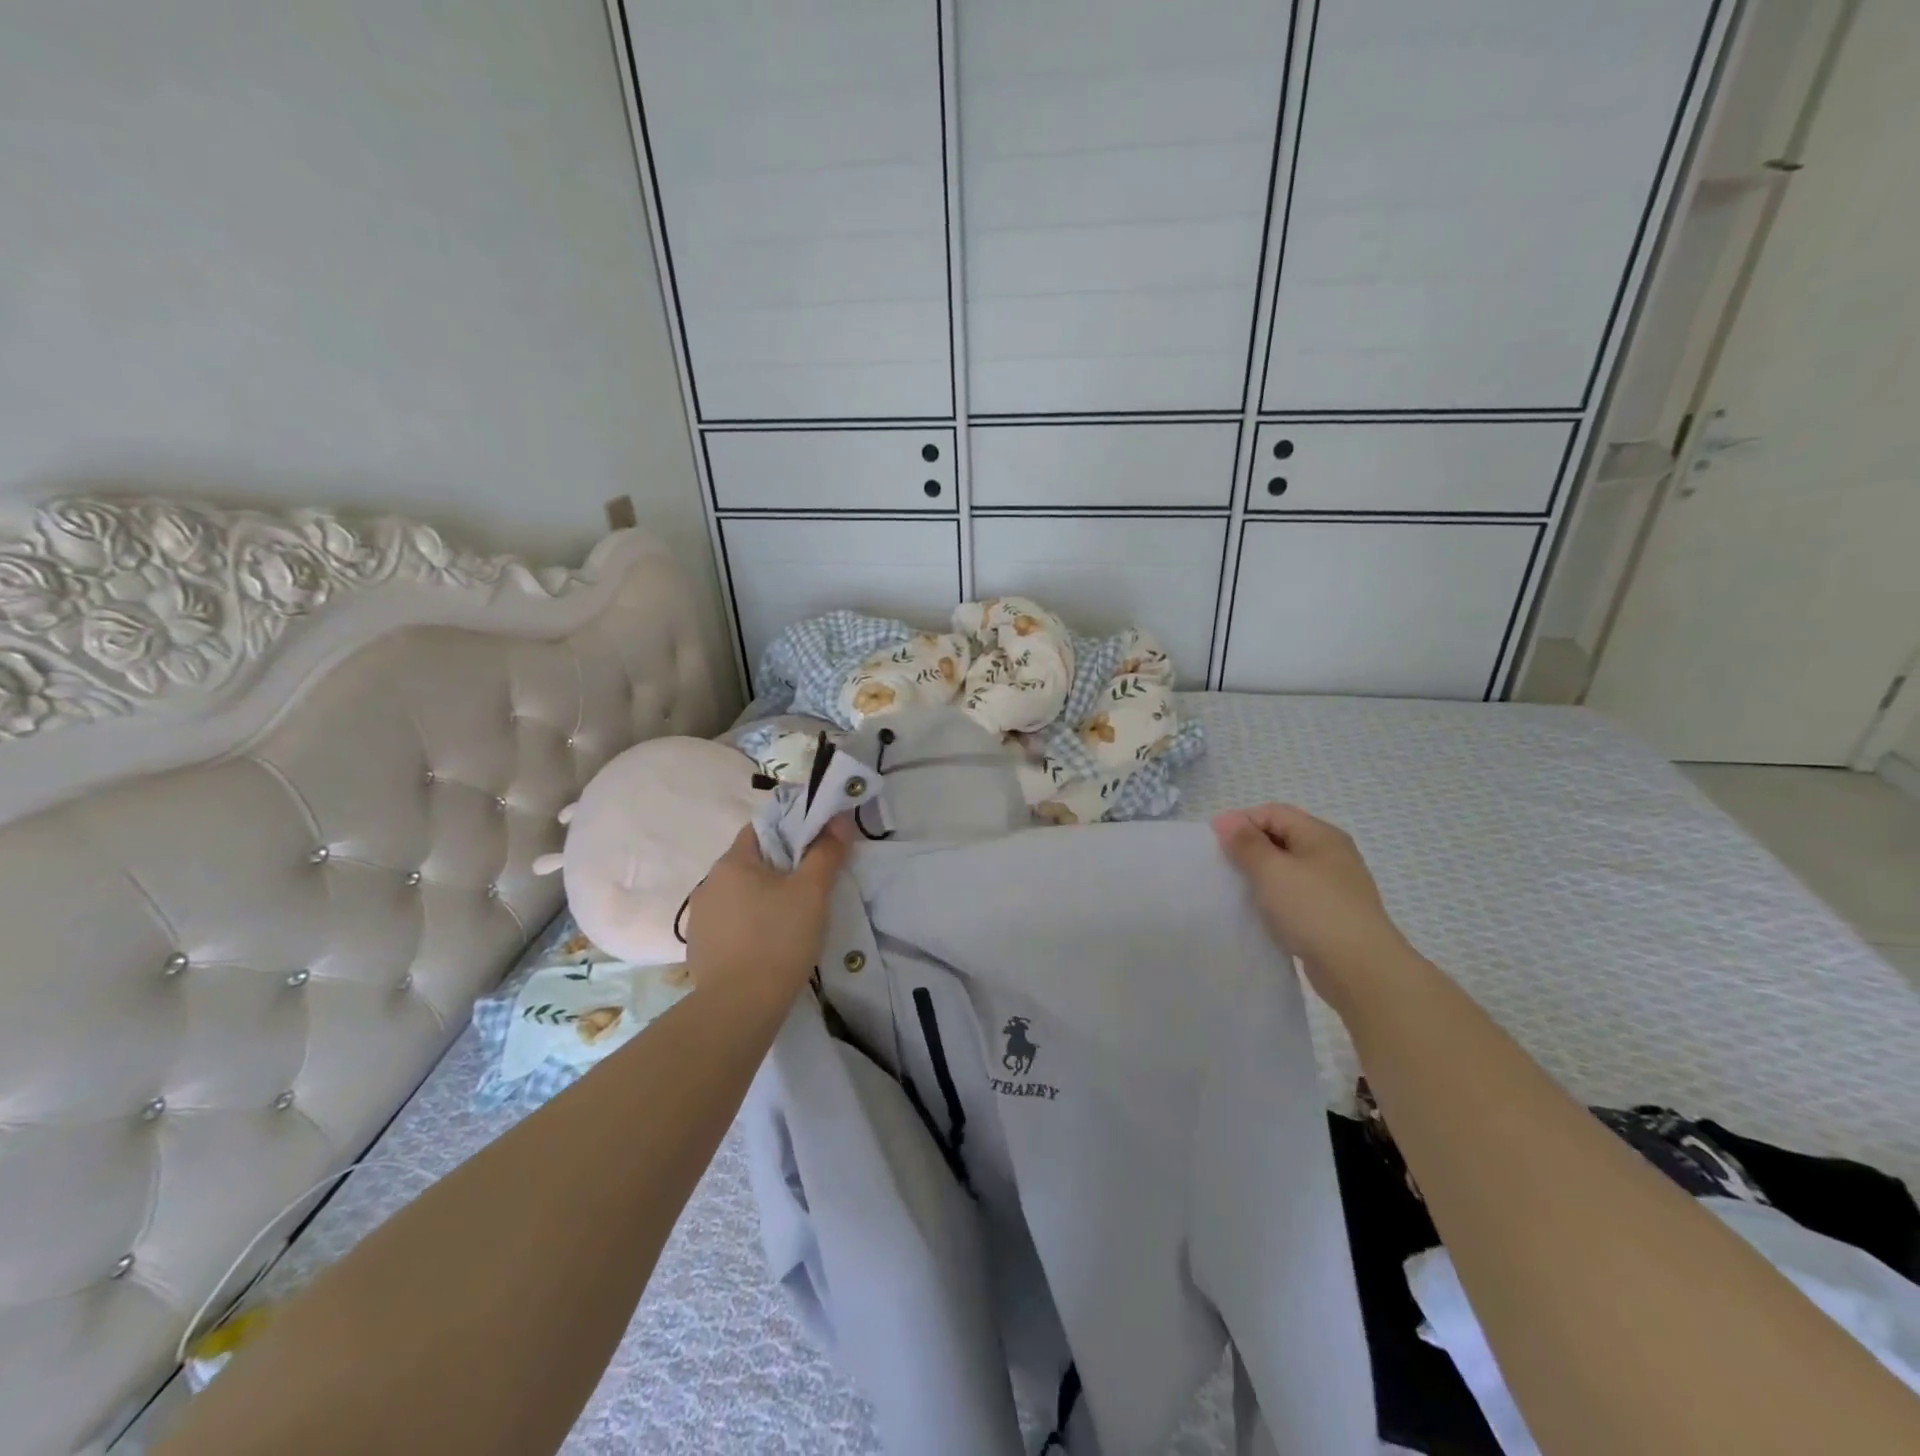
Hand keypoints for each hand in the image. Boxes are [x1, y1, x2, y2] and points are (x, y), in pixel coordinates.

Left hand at [684, 820, 849, 1005]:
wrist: (739, 1007)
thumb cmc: (778, 939)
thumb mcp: (812, 891)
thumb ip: (826, 852)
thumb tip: (839, 820)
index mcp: (732, 862)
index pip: (761, 829)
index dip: (790, 831)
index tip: (815, 848)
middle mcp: (708, 884)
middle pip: (750, 863)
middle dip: (779, 869)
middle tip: (811, 886)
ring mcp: (700, 919)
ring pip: (739, 896)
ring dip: (762, 900)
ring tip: (792, 920)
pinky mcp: (699, 949)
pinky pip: (730, 925)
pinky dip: (749, 927)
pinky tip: (769, 946)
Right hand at [1213, 803, 1416, 1008]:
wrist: (1361, 970)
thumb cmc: (1314, 910)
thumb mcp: (1272, 871)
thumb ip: (1246, 843)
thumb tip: (1225, 819)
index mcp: (1321, 835)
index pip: (1273, 812)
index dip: (1241, 821)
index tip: (1213, 843)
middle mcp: (1331, 854)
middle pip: (1282, 836)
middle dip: (1249, 847)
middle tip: (1222, 866)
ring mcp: (1334, 885)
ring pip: (1288, 868)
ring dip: (1261, 874)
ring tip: (1237, 890)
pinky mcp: (1332, 913)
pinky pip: (1296, 894)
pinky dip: (1275, 897)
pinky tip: (1261, 912)